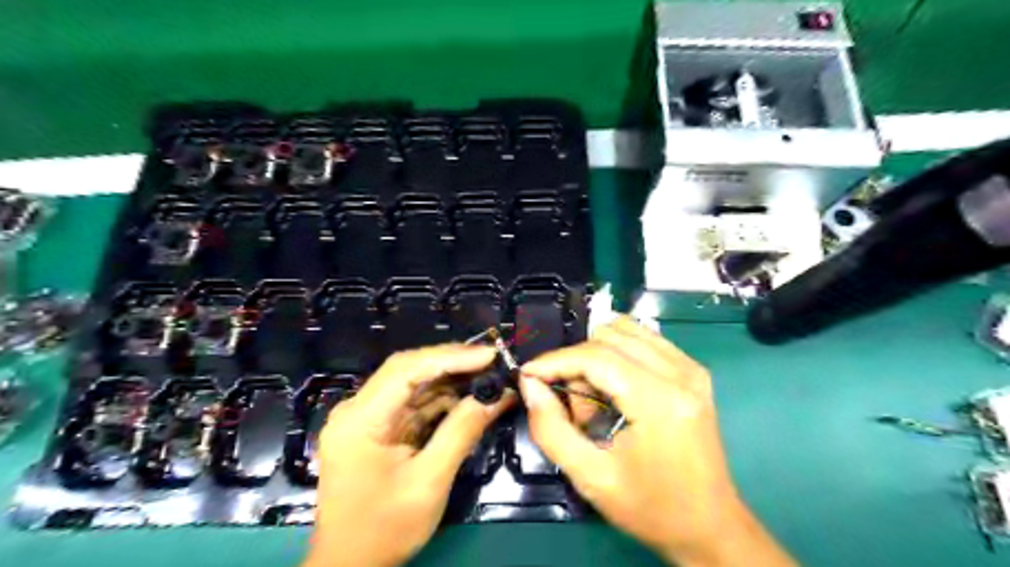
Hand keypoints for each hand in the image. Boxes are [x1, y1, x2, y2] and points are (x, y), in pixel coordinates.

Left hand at [304, 343, 512, 566]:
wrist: (350, 566)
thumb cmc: (385, 529)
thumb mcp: (429, 482)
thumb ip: (461, 432)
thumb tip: (494, 396)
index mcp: (360, 419)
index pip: (406, 370)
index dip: (451, 357)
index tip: (489, 355)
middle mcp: (358, 409)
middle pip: (409, 371)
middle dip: (454, 364)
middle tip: (493, 361)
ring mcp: (367, 418)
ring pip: (414, 385)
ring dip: (452, 380)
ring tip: (489, 376)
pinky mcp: (378, 429)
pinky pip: (413, 404)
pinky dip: (442, 400)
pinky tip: (470, 397)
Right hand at [521, 317, 796, 563]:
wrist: (710, 526)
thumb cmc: (650, 507)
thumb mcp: (590, 477)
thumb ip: (551, 428)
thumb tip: (530, 384)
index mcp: (659, 401)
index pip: (595, 357)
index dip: (555, 361)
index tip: (528, 374)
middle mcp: (681, 373)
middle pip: (609, 336)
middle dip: (577, 362)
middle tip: (572, 403)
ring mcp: (692, 368)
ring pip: (626, 330)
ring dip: (597, 354)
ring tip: (595, 395)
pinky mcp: (694, 371)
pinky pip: (645, 339)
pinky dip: (618, 353)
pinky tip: (615, 386)